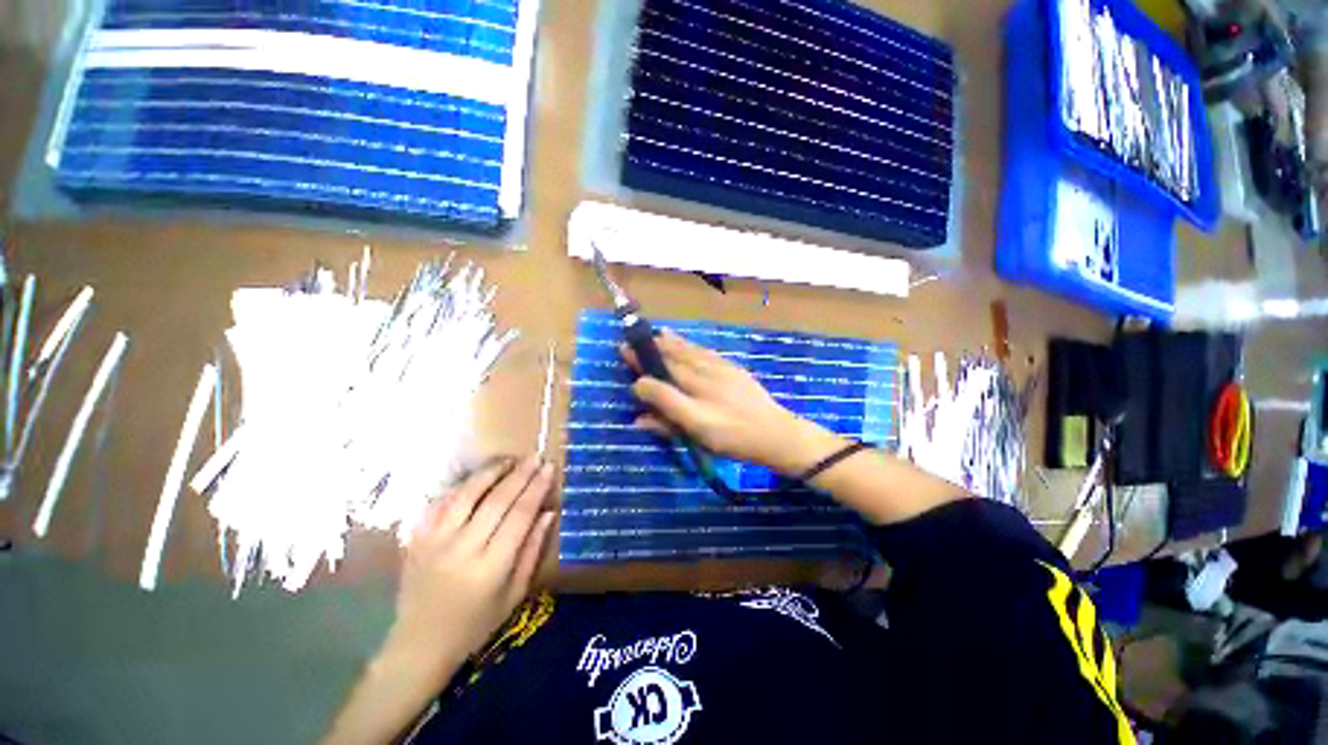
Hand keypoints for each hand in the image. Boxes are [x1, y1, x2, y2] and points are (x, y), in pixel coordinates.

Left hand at [385, 456, 556, 685]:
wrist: (419, 645)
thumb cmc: (475, 625)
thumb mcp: (514, 595)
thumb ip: (532, 551)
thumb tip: (548, 513)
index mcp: (490, 567)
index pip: (520, 515)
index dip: (537, 488)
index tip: (550, 467)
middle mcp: (462, 549)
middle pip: (497, 500)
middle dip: (520, 474)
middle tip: (536, 456)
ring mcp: (435, 542)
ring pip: (466, 494)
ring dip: (490, 472)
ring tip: (509, 460)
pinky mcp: (417, 539)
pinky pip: (440, 503)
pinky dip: (461, 486)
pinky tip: (476, 478)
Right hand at [622, 331, 839, 475]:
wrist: (774, 432)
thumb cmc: (732, 437)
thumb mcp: (697, 433)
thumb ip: (667, 419)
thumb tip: (638, 412)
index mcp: (693, 391)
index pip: (661, 374)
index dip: (641, 364)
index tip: (624, 352)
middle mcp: (703, 375)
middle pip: (673, 357)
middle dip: (653, 348)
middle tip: (636, 339)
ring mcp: (719, 369)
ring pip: (689, 351)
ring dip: (671, 342)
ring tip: (658, 333)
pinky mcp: (732, 369)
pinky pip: (706, 352)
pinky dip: (692, 346)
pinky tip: (687, 343)